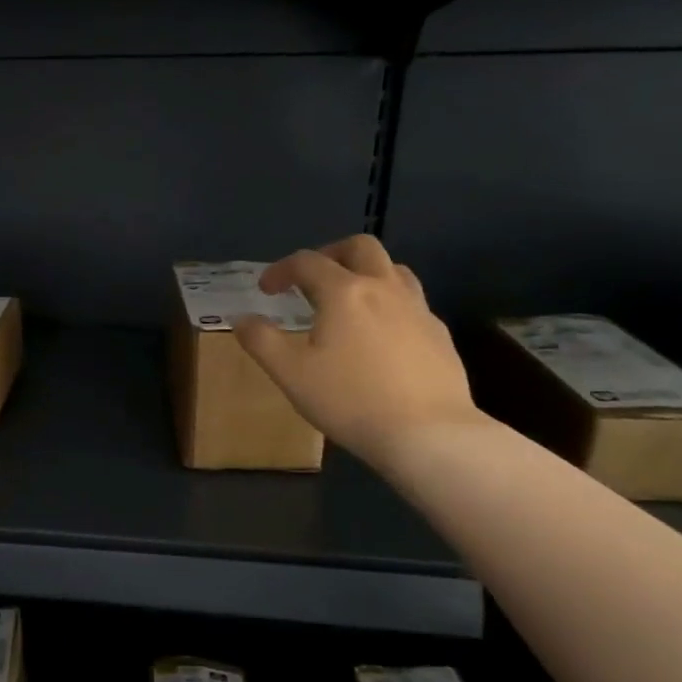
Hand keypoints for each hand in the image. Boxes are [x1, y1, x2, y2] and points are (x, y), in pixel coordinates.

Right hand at [235, 235, 480, 469]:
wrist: (429, 434)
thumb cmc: (351, 400)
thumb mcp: (290, 374)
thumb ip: (261, 341)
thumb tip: (243, 320)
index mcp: (344, 292)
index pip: (307, 262)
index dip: (280, 270)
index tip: (266, 290)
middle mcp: (383, 289)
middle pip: (360, 247)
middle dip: (330, 254)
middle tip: (312, 279)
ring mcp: (417, 309)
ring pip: (393, 270)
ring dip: (365, 273)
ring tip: (348, 301)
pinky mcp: (439, 334)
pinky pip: (411, 302)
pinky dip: (389, 304)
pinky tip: (380, 336)